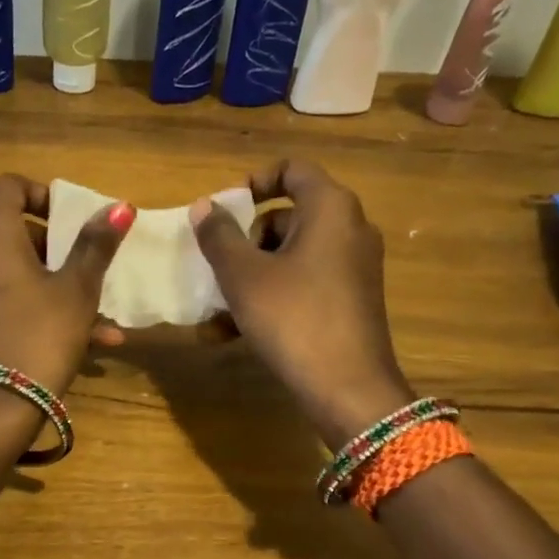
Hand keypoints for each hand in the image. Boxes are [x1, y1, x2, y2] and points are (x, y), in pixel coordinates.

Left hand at [0, 174, 133, 397]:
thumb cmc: (40, 335)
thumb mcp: (77, 290)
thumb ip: (95, 246)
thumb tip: (119, 207)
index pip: (9, 188)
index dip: (44, 194)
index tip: (74, 219)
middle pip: (14, 232)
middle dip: (58, 248)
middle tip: (90, 266)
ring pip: (18, 274)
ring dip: (60, 286)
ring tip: (103, 316)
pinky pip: (11, 303)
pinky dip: (43, 311)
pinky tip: (92, 343)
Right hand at [191, 160, 411, 448]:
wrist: (348, 388)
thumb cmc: (293, 318)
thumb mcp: (244, 275)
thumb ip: (219, 235)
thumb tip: (204, 206)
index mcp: (330, 208)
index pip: (293, 169)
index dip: (254, 181)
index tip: (226, 209)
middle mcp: (350, 229)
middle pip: (288, 215)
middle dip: (246, 239)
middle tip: (219, 266)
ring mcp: (354, 267)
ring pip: (292, 255)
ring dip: (251, 274)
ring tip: (217, 309)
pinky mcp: (351, 300)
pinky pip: (304, 283)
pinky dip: (272, 295)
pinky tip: (233, 330)